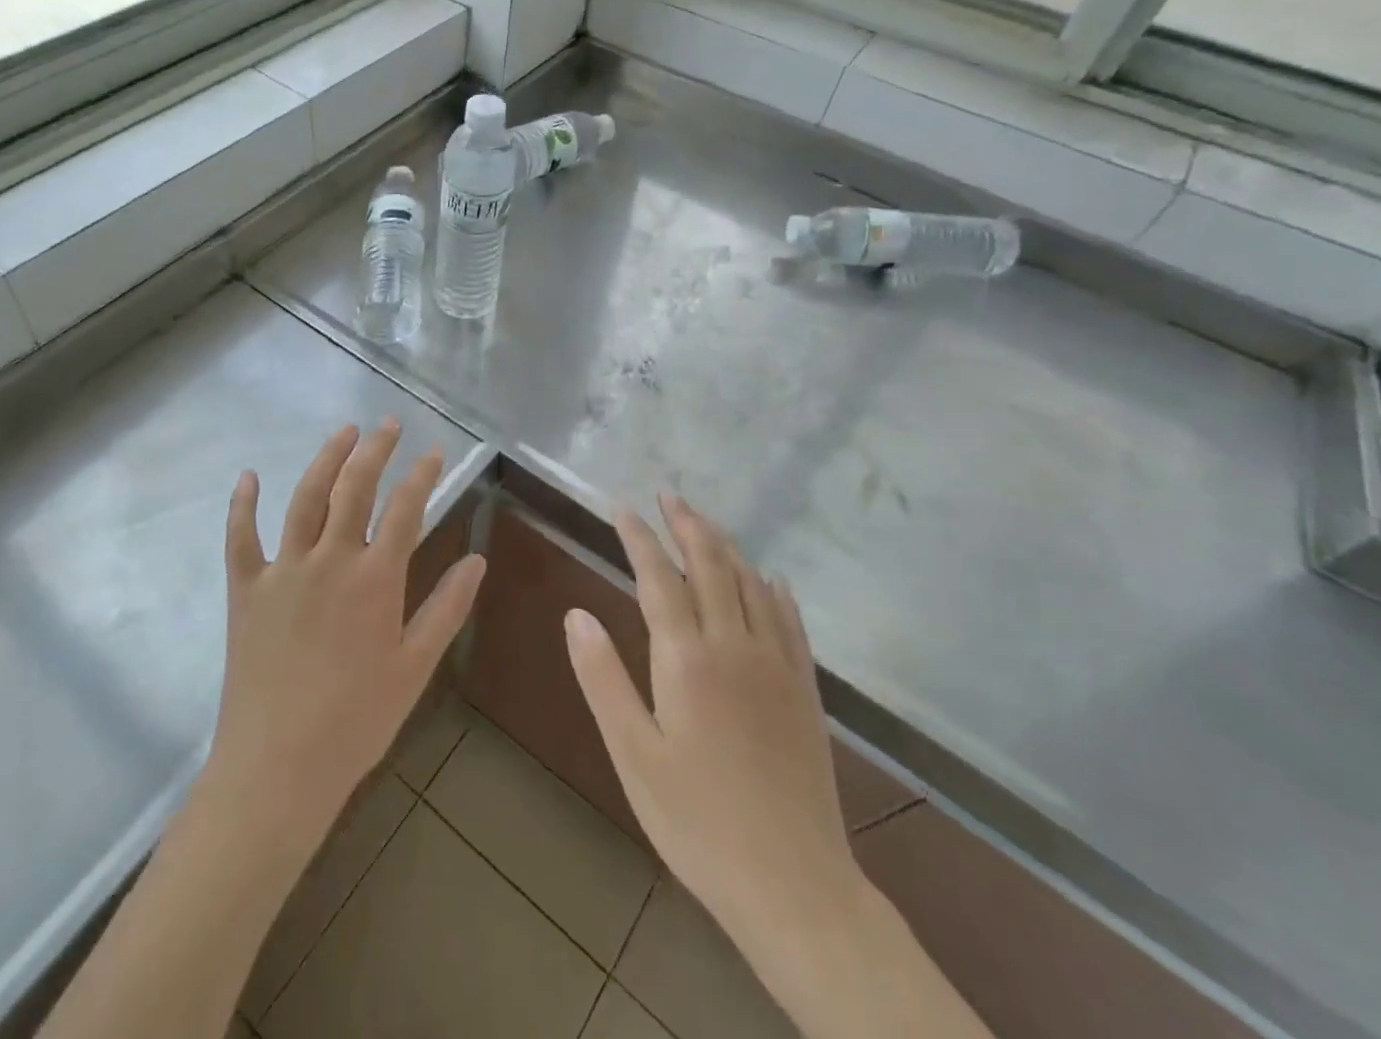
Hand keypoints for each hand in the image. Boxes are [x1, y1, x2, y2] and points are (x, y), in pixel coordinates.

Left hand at [206, 420, 486, 844]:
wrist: (278, 767)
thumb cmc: (356, 720)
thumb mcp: (415, 667)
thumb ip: (447, 608)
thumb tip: (477, 559)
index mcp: (375, 580)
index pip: (406, 509)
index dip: (422, 475)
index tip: (434, 452)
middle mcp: (329, 560)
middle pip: (355, 488)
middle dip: (375, 450)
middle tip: (389, 424)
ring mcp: (283, 570)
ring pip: (305, 498)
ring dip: (326, 459)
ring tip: (344, 432)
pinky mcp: (245, 589)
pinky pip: (241, 537)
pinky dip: (242, 504)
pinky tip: (248, 476)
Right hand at [565, 493, 859, 943]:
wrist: (795, 885)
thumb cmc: (698, 822)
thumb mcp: (634, 755)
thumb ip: (603, 679)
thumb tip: (576, 614)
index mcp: (687, 659)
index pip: (658, 577)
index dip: (638, 537)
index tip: (622, 507)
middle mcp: (735, 646)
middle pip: (711, 565)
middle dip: (687, 525)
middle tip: (668, 495)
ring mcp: (777, 664)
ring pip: (751, 583)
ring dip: (726, 546)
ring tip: (705, 523)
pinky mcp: (805, 689)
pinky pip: (790, 620)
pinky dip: (774, 589)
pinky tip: (770, 579)